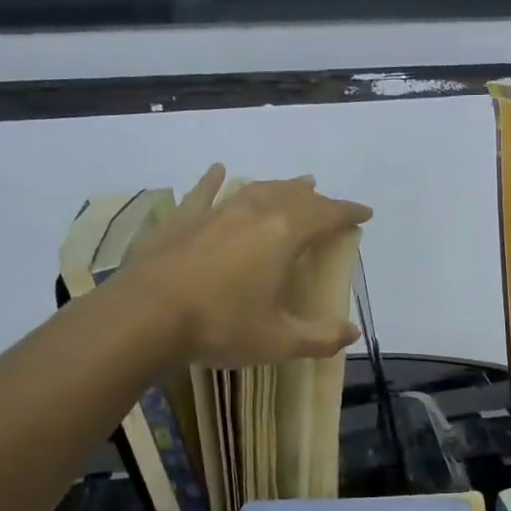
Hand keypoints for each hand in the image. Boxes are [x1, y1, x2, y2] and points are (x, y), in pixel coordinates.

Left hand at [129, 164, 371, 366]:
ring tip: (296, 183)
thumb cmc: (221, 326)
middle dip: (318, 199)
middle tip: (329, 204)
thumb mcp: (278, 341)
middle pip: (295, 196)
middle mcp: (255, 211)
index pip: (328, 214)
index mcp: (285, 234)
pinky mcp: (183, 219)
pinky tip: (220, 170)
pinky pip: (205, 192)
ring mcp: (217, 211)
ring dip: (281, 186)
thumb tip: (352, 331)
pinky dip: (216, 180)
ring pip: (257, 189)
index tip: (365, 213)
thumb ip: (320, 337)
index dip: (349, 212)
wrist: (145, 317)